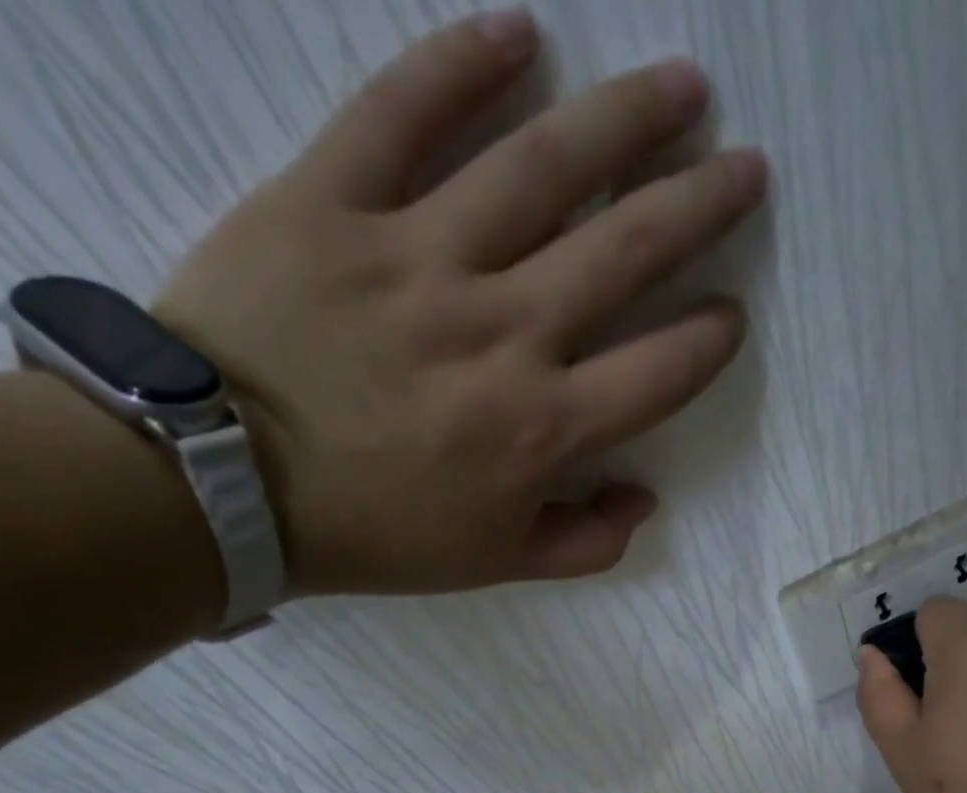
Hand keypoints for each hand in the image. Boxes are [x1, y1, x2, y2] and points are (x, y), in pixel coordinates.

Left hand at [153, 10, 766, 596]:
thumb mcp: (495, 565)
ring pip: (541, 169)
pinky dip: (460, 65)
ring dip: (623, 122)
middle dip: (701, 207)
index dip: (708, 343)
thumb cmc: (374, 532)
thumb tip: (644, 500)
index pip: (659, 372)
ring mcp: (421, 258)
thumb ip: (583, 542)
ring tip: (681, 86)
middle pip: (626, 252)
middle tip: (746, 169)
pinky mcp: (333, 201)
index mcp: (542, 427)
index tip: (729, 316)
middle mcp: (504, 332)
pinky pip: (402, 115)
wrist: (220, 486)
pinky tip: (519, 32)